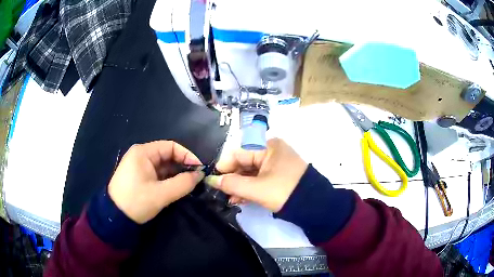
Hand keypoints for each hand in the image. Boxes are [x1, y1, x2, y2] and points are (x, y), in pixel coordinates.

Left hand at [108, 141, 203, 223]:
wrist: (114, 217)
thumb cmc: (136, 201)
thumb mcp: (161, 194)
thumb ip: (183, 183)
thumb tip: (200, 175)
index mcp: (143, 152)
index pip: (171, 146)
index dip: (187, 155)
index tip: (199, 169)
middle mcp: (141, 155)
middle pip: (167, 155)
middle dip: (183, 166)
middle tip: (196, 179)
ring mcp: (139, 167)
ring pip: (163, 166)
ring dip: (176, 174)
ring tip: (189, 185)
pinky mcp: (139, 177)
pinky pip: (158, 174)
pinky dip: (168, 180)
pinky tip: (177, 188)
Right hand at [205, 138, 307, 211]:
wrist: (314, 205)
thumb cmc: (284, 192)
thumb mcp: (256, 189)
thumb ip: (231, 184)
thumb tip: (211, 180)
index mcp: (267, 146)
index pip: (237, 153)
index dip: (223, 167)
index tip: (212, 181)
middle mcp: (270, 150)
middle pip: (243, 162)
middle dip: (232, 179)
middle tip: (221, 194)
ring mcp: (275, 162)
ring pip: (250, 172)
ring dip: (239, 185)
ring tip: (230, 199)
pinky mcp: (277, 174)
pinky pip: (258, 177)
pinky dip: (249, 187)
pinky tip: (240, 199)